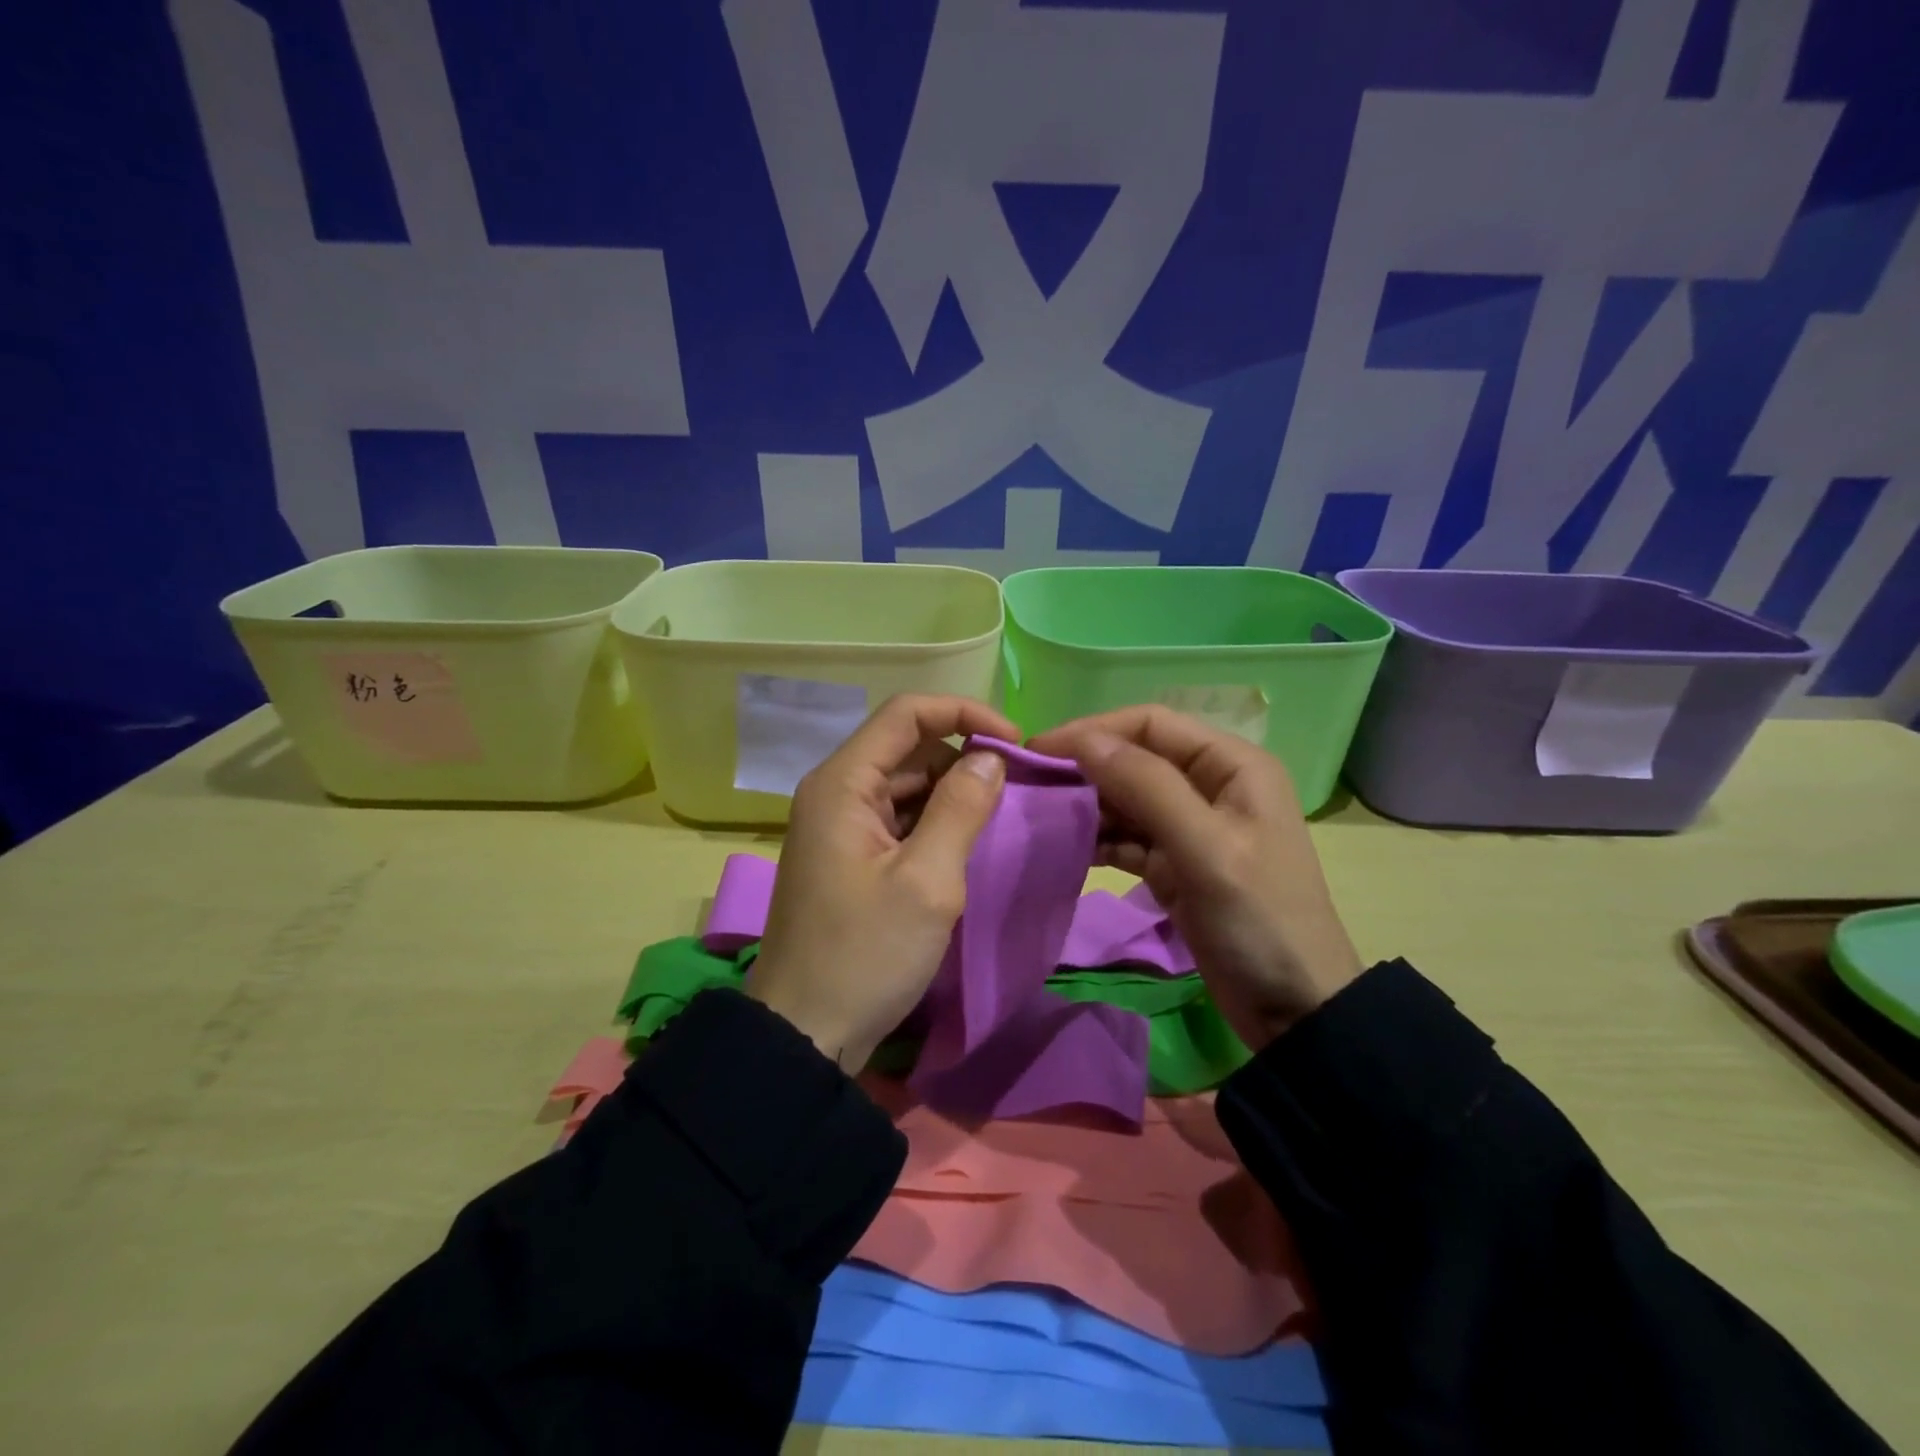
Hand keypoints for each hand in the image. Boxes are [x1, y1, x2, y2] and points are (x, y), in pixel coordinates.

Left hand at [748, 694, 1015, 1071]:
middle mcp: (835, 792)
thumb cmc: (864, 954)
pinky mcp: (850, 857)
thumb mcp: (926, 881)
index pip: (906, 714)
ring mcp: (840, 826)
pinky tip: (967, 842)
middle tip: (1018, 786)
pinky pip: (898, 819)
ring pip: (905, 784)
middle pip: (906, 747)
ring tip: (1001, 814)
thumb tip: (990, 757)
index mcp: (842, 784)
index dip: (965, 714)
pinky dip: (935, 820)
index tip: (1016, 743)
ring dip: (952, 791)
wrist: (805, 1034)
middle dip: (963, 755)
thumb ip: (961, 809)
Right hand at [1029, 706, 1362, 1053]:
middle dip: (1084, 767)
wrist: (1295, 1010)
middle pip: (1134, 758)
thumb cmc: (1260, 919)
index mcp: (1231, 765)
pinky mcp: (1175, 864)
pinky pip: (1127, 837)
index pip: (1150, 724)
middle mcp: (1210, 785)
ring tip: (1038, 814)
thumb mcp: (1206, 848)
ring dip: (1086, 803)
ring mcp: (1191, 827)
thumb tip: (1083, 741)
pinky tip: (1065, 846)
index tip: (1038, 750)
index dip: (1093, 730)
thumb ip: (1146, 787)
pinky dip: (1098, 839)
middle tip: (1029, 784)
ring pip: (1126, 798)